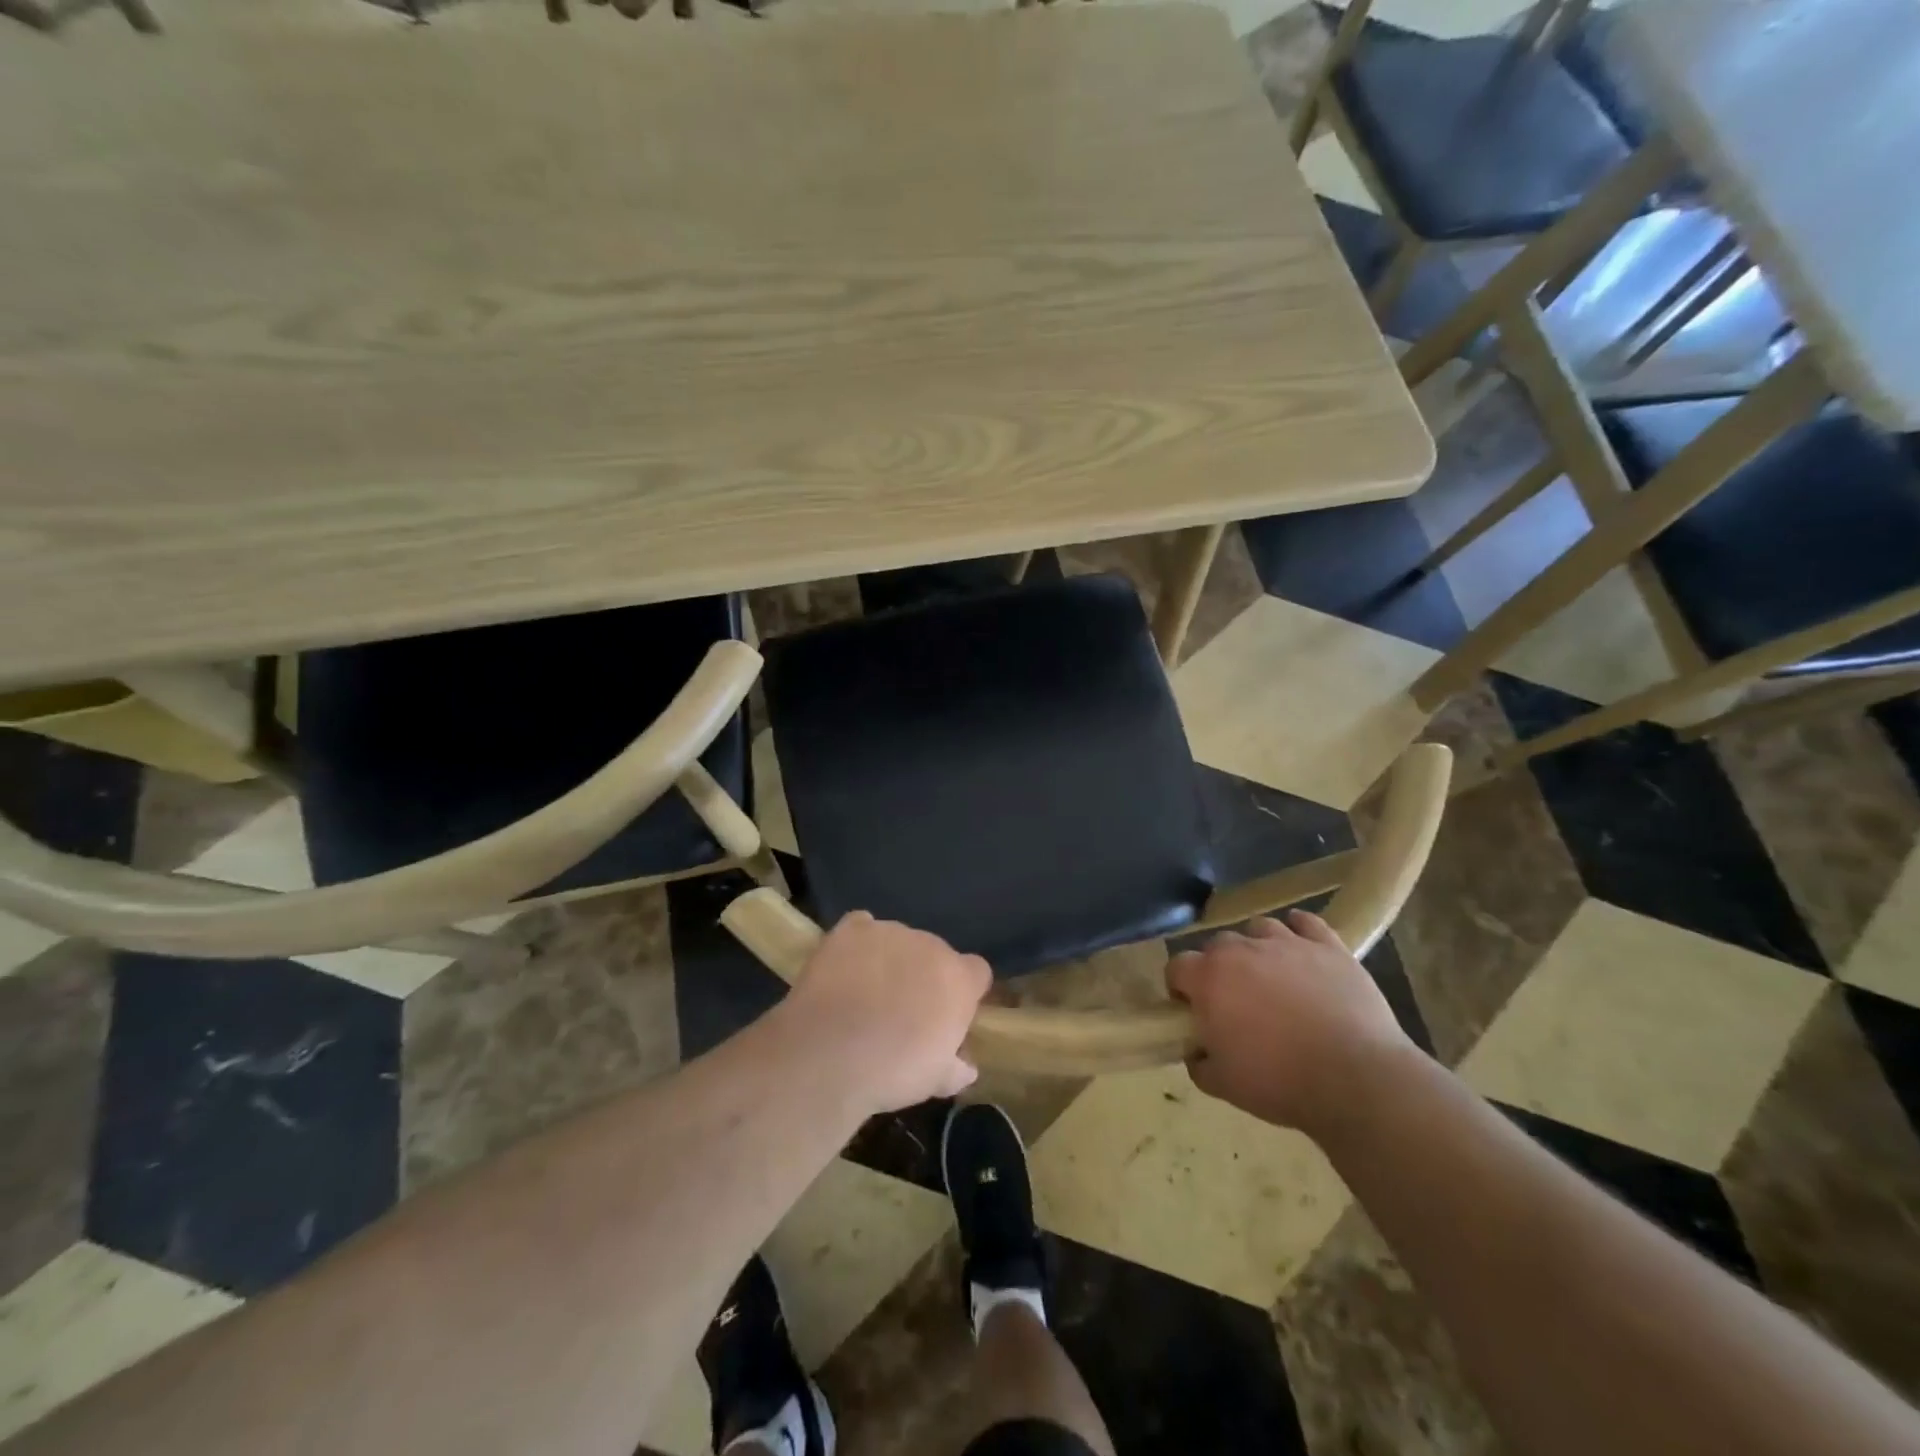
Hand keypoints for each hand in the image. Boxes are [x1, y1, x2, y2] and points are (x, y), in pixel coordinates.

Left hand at [779, 911, 992, 1114]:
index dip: (962, 992)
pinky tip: (846, 966)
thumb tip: (966, 1068)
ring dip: (891, 959)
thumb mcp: (935, 1080)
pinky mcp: (851, 930)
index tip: (945, 1016)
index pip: (975, 972)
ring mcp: (889, 932)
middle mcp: (930, 945)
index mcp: (958, 978)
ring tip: (866, 992)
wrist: (830, 1055)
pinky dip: (858, 943)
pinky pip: (861, 926)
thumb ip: (956, 1068)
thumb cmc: (893, 1071)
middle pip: (935, 953)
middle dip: (923, 975)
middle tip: (902, 1009)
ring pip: (898, 940)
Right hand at [1166, 909, 1414, 1135]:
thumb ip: (1199, 1062)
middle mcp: (1241, 949)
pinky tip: (1301, 943)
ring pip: (1260, 928)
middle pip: (1218, 945)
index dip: (1181, 989)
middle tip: (1236, 1001)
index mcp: (1209, 978)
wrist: (1356, 1078)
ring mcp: (1287, 943)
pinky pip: (1307, 923)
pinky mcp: (1328, 946)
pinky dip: (1299, 929)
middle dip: (1220, 968)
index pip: (1177, 967)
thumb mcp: (1223, 1085)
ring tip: (1271, 975)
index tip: (1194, 1012)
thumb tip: (1197, 1050)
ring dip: (1257, 947)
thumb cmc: (1280, 1082)